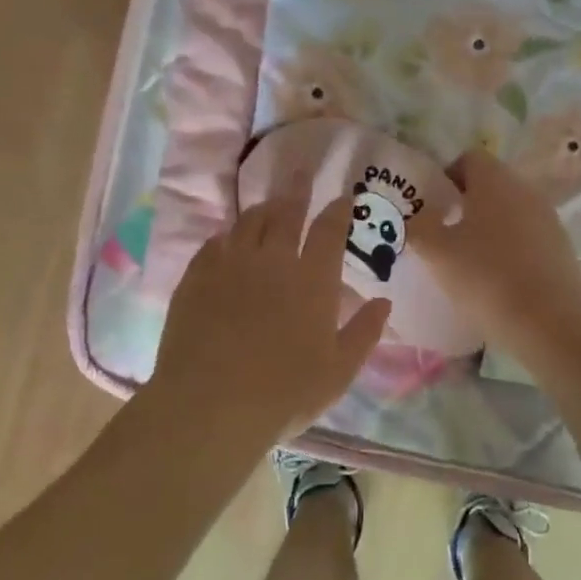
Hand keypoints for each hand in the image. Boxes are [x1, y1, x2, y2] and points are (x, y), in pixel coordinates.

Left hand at [152, 194, 390, 443]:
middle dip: (297, 189)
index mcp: (312, 280)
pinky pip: (213, 244)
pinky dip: (226, 236)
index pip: (329, 230)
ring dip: (262, 209)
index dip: (338, 209)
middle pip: (286, 213)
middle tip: (301, 172)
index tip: (343, 195)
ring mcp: (230, 266)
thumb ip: (365, 332)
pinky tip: (227, 239)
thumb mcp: (339, 371)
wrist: (211, 407)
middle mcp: (272, 261)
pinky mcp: (196, 279)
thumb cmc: (285, 393)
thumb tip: (384, 301)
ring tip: (268, 204)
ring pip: (248, 223)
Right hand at [410, 150, 580, 361]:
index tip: (434, 207)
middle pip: (492, 185)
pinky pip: (529, 236)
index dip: (447, 177)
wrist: (548, 322)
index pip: (469, 158)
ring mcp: (549, 219)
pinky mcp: (562, 247)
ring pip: (511, 211)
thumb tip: (417, 217)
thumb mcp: (436, 253)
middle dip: (467, 204)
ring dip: (490, 227)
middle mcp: (526, 191)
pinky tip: (500, 279)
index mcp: (495, 181)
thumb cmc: (485, 278)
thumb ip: (419, 227)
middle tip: (446, 235)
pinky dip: (512, 248)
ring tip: (471, 261)